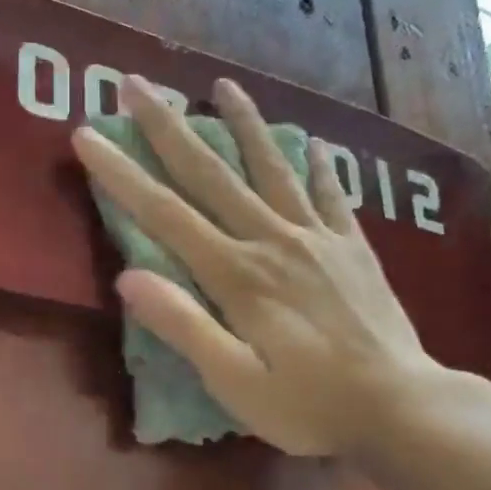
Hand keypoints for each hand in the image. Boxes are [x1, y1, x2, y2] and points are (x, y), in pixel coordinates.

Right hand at [72, 77, 444, 456]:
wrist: (402, 406)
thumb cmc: (309, 405)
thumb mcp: (235, 383)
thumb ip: (184, 327)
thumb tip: (128, 278)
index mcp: (237, 275)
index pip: (166, 215)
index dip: (122, 174)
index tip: (88, 135)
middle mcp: (273, 241)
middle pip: (212, 174)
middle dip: (168, 127)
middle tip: (137, 83)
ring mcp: (318, 238)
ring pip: (273, 168)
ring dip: (244, 124)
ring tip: (222, 84)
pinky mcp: (353, 248)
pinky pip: (331, 195)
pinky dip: (319, 166)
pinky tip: (314, 141)